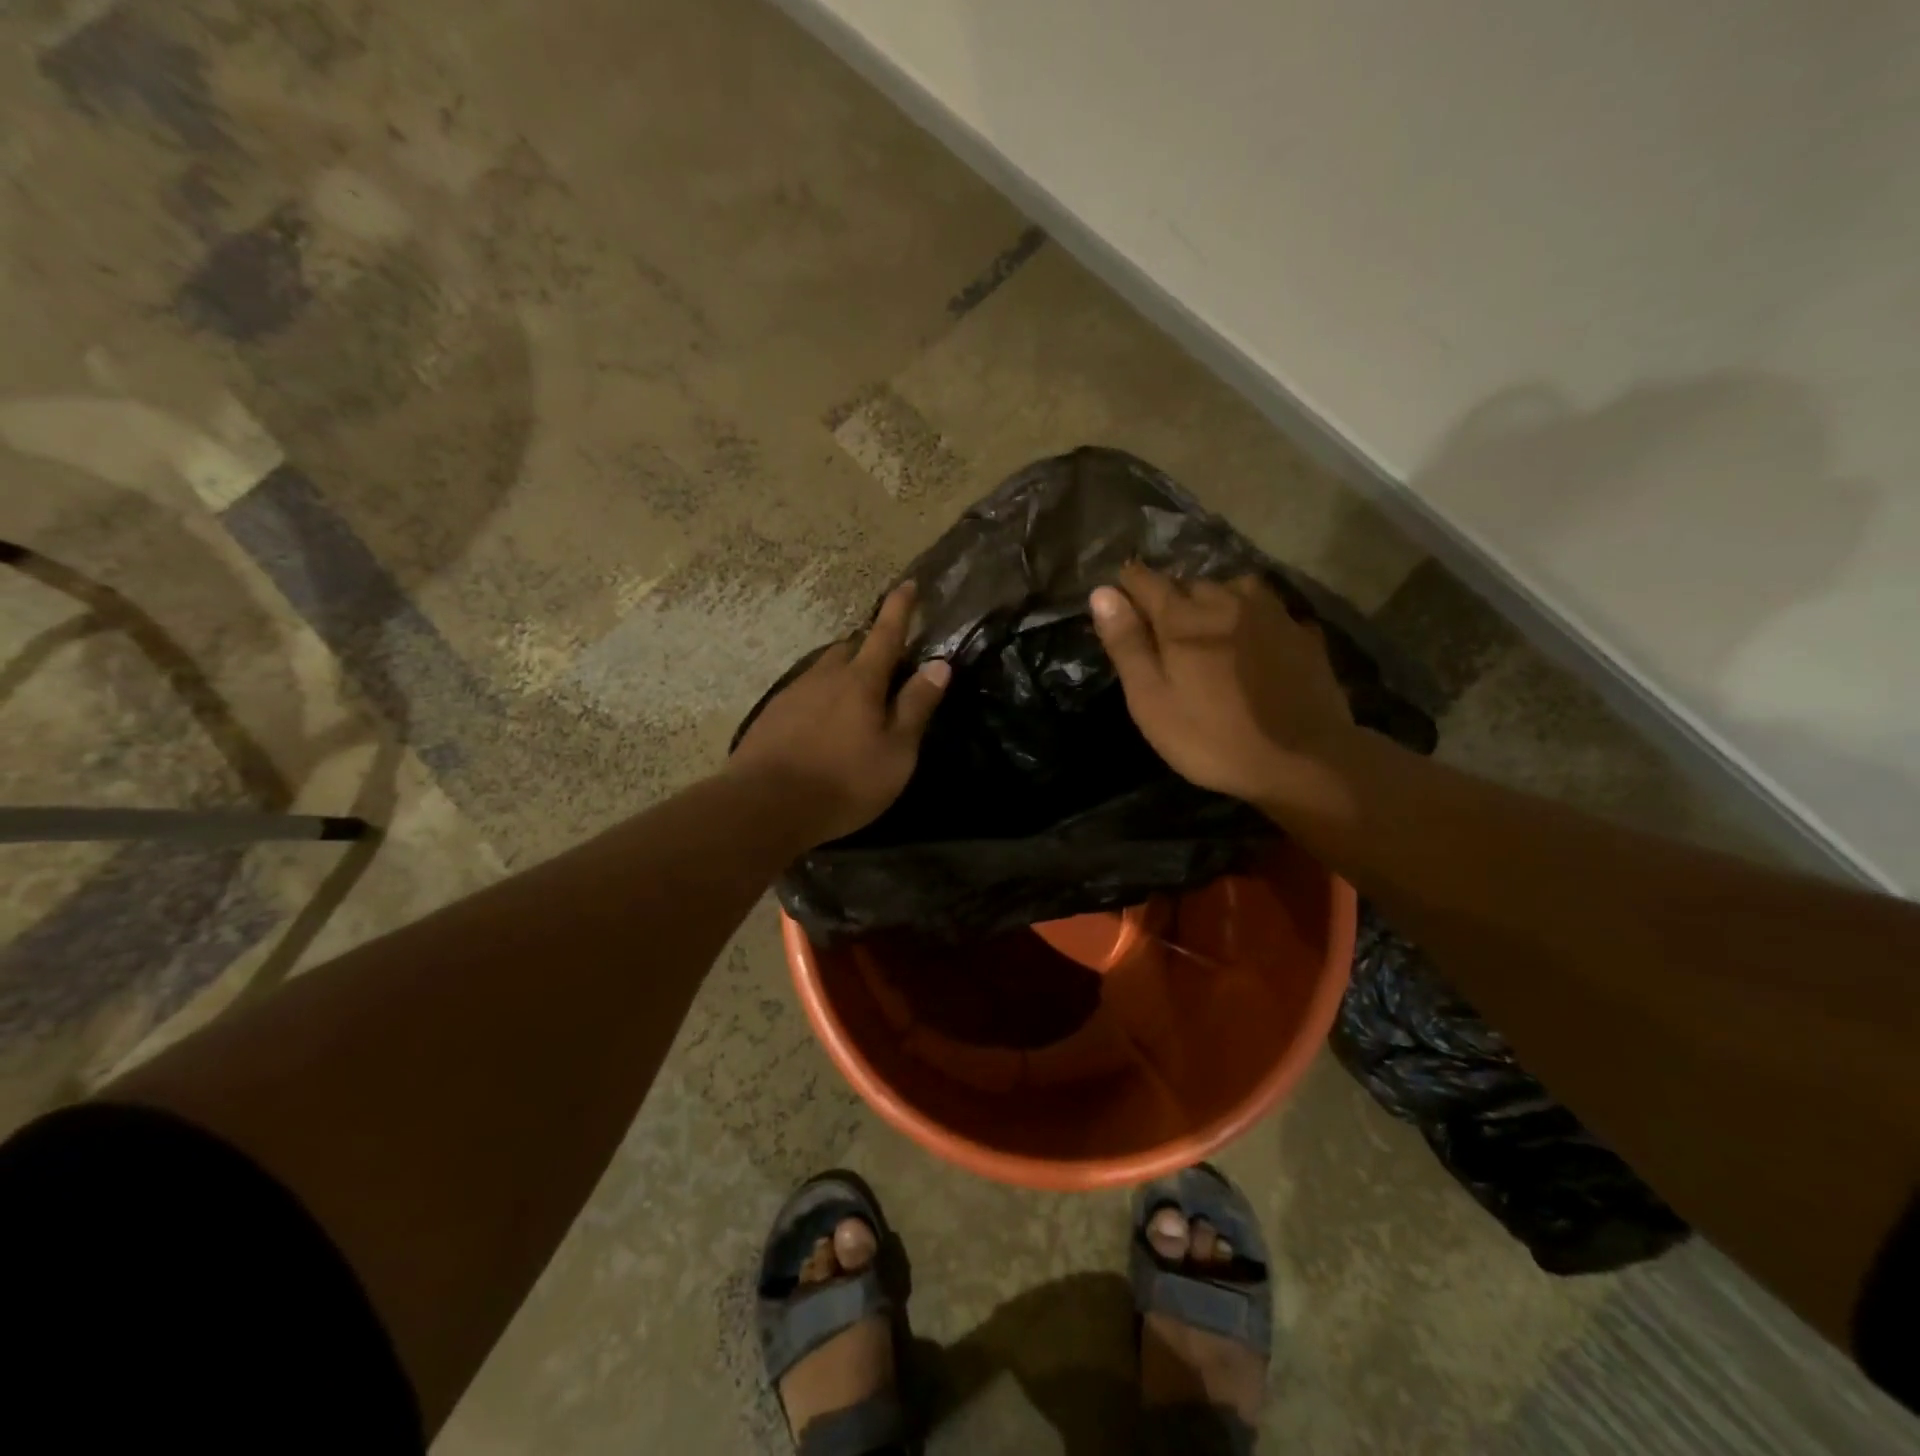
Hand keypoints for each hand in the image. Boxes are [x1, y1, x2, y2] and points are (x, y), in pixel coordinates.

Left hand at [729, 581, 950, 845]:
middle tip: (886, 662)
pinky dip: (821, 697)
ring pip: (825, 670)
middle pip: (851, 648)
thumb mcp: (896, 751)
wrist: (766, 805)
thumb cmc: (844, 781)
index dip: (900, 608)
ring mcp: (793, 693)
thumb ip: (916, 706)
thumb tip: (939, 664)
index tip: (908, 584)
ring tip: (855, 696)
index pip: (886, 634)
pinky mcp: (772, 715)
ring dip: (844, 673)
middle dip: (869, 647)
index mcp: (861, 681)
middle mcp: (825, 676)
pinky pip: (805, 692)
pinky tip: (822, 723)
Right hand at [1090, 562, 1354, 801]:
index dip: (1127, 585)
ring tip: (1210, 627)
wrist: (1304, 761)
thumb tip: (1102, 593)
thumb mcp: (1152, 700)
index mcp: (1183, 619)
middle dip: (1172, 597)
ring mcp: (1272, 614)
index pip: (1145, 581)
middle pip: (1190, 583)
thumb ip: (1127, 644)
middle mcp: (1227, 602)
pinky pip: (1270, 610)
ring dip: (1216, 600)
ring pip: (1234, 589)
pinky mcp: (1304, 634)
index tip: (1118, 596)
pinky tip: (1255, 640)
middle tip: (1164, 630)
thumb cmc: (1212, 737)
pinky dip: (1254, 618)